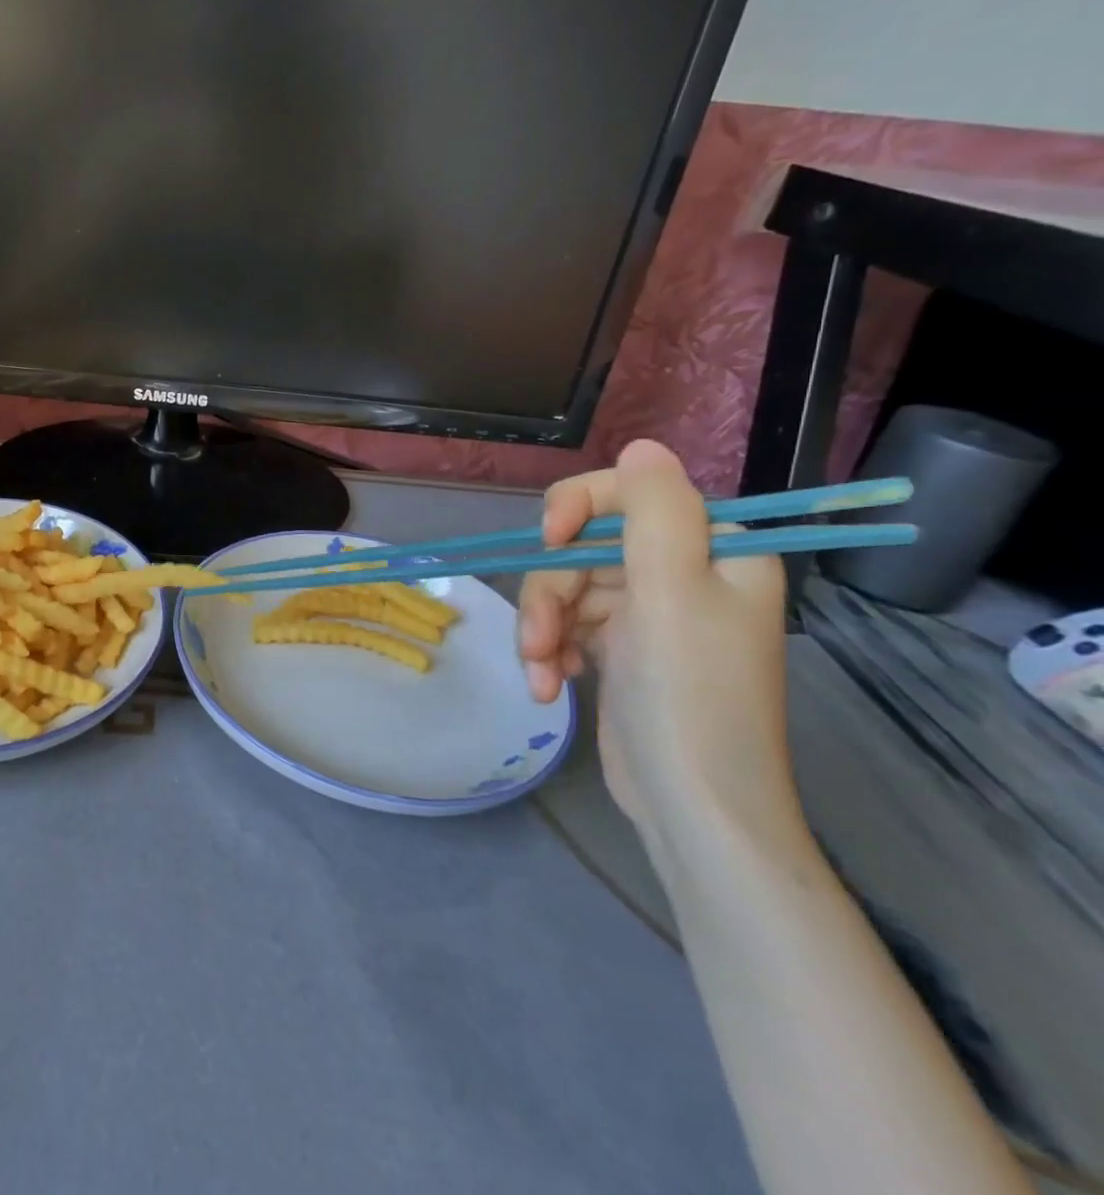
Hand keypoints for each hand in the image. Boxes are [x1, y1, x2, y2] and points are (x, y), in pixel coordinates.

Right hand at [516, 441, 793, 843]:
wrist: (693, 807)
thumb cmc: (689, 695)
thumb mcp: (672, 591)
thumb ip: (654, 509)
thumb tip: (640, 446)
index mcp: (714, 551)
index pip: (630, 495)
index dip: (579, 508)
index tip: (547, 542)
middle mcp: (683, 574)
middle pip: (585, 547)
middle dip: (550, 592)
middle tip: (538, 640)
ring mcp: (648, 614)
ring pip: (565, 588)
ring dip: (543, 628)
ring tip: (542, 673)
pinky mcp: (619, 649)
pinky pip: (567, 624)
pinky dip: (550, 650)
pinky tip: (550, 684)